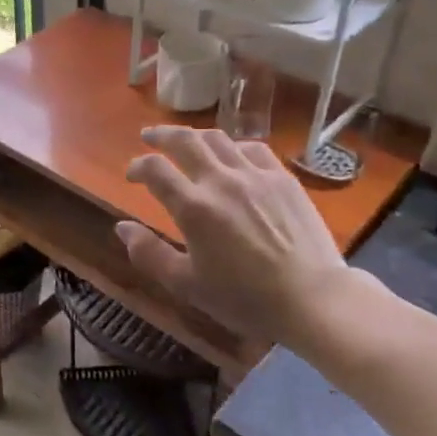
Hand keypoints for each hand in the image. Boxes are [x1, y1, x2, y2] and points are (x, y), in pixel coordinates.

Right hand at [117, 127, 350, 353]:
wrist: (314, 300)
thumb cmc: (246, 299)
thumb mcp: (187, 285)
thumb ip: (149, 254)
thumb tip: (121, 227)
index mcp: (193, 207)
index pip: (155, 169)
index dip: (138, 166)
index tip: (132, 174)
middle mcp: (221, 181)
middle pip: (184, 140)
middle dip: (160, 135)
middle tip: (149, 137)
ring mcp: (255, 175)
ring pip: (217, 139)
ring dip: (194, 136)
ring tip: (185, 140)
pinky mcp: (283, 178)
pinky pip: (253, 148)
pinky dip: (233, 146)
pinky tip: (232, 155)